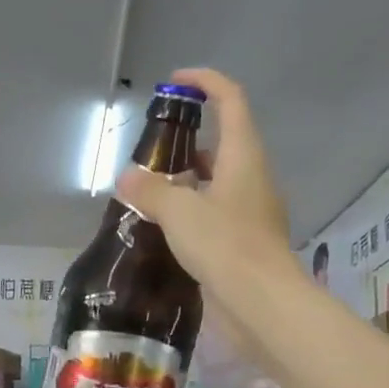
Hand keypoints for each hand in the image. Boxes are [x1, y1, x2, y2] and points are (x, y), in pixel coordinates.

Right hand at [117, 68, 294, 353]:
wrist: (262, 305)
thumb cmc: (225, 245)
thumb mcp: (178, 212)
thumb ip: (150, 190)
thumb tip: (127, 178)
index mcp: (244, 156)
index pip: (230, 100)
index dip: (205, 82)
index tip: (175, 83)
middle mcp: (252, 178)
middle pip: (223, 144)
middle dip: (187, 145)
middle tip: (150, 156)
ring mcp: (252, 213)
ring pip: (217, 184)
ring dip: (187, 184)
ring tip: (148, 196)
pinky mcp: (246, 243)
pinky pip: (216, 216)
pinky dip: (192, 214)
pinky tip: (164, 231)